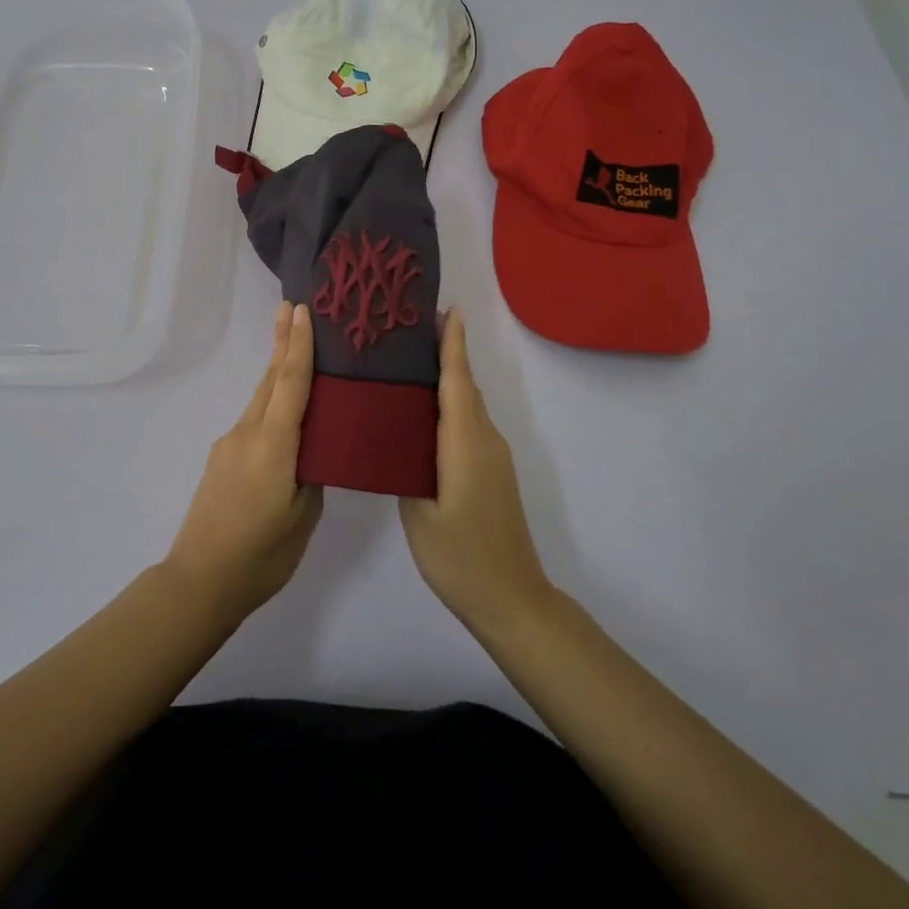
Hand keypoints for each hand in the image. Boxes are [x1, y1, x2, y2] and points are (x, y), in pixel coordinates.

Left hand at [164, 301, 322, 624]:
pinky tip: (283, 416)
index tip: (301, 311)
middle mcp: (247, 433)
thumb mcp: (304, 516)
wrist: (201, 580)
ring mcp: (229, 445)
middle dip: (283, 343)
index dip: (298, 345)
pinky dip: (270, 405)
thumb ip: (312, 475)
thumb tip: (311, 454)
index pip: (290, 383)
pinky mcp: (221, 460)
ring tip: (295, 350)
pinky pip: (253, 421)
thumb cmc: (262, 554)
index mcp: (273, 444)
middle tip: (293, 309)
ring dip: (277, 373)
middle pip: (270, 380)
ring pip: (260, 399)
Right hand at [400, 309, 553, 631]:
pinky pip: (468, 424)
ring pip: (466, 405)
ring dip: (446, 379)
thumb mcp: (419, 512)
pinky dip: (449, 405)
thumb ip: (406, 465)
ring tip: (408, 363)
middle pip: (464, 386)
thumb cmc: (460, 556)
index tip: (446, 309)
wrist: (512, 600)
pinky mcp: (491, 471)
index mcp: (465, 443)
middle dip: (444, 352)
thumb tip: (396, 432)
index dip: (452, 344)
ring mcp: (492, 456)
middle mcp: (485, 440)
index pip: (458, 381)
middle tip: (407, 329)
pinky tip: (422, 413)